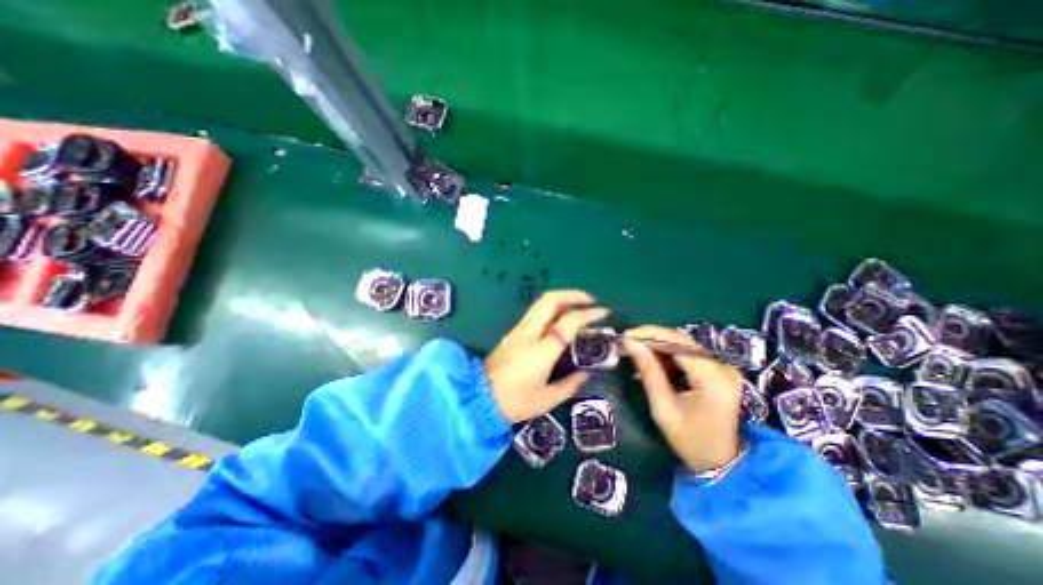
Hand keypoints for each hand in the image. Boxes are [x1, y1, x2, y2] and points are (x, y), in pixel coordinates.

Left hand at [488, 291, 611, 422]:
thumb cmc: (515, 401)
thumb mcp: (548, 398)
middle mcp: (530, 333)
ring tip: (577, 306)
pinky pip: (535, 312)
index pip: (569, 321)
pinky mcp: (513, 332)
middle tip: (589, 301)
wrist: (479, 398)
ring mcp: (519, 330)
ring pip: (541, 303)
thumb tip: (585, 371)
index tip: (604, 313)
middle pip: (551, 300)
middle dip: (573, 295)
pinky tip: (560, 320)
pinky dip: (552, 308)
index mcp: (542, 349)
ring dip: (561, 299)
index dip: (589, 314)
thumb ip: (571, 383)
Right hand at [623, 324, 744, 475]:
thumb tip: (630, 343)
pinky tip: (653, 359)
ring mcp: (725, 367)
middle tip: (627, 341)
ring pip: (685, 344)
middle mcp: (724, 367)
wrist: (722, 464)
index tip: (626, 335)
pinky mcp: (720, 371)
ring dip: (659, 345)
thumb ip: (648, 371)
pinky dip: (669, 354)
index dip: (650, 334)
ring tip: (635, 348)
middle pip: (682, 340)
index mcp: (713, 378)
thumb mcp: (663, 407)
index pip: (678, 342)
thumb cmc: (689, 440)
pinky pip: (690, 354)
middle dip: (652, 338)